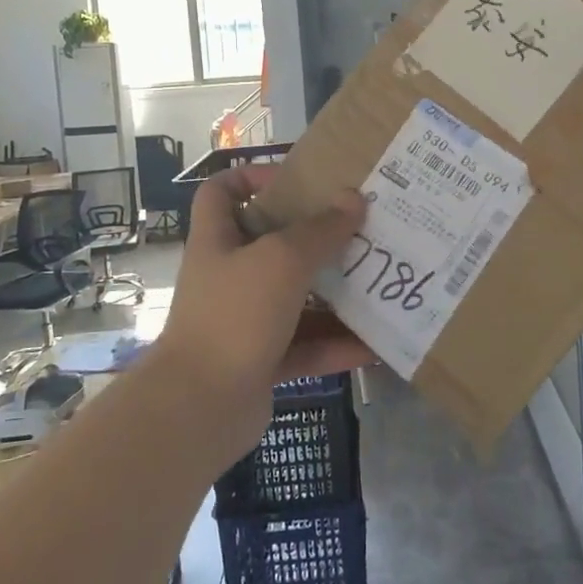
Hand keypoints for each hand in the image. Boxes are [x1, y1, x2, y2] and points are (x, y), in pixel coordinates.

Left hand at [152, 166, 370, 456]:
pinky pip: (307, 345)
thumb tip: (354, 198)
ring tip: (382, 282)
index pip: (222, 191)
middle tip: (361, 229)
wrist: (200, 407)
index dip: (252, 176)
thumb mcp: (282, 260)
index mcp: (219, 240)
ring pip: (297, 298)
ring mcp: (246, 320)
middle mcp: (230, 275)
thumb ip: (320, 230)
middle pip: (272, 243)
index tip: (297, 179)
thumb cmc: (235, 314)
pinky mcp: (263, 360)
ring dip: (336, 293)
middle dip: (316, 237)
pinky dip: (338, 345)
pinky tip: (377, 344)